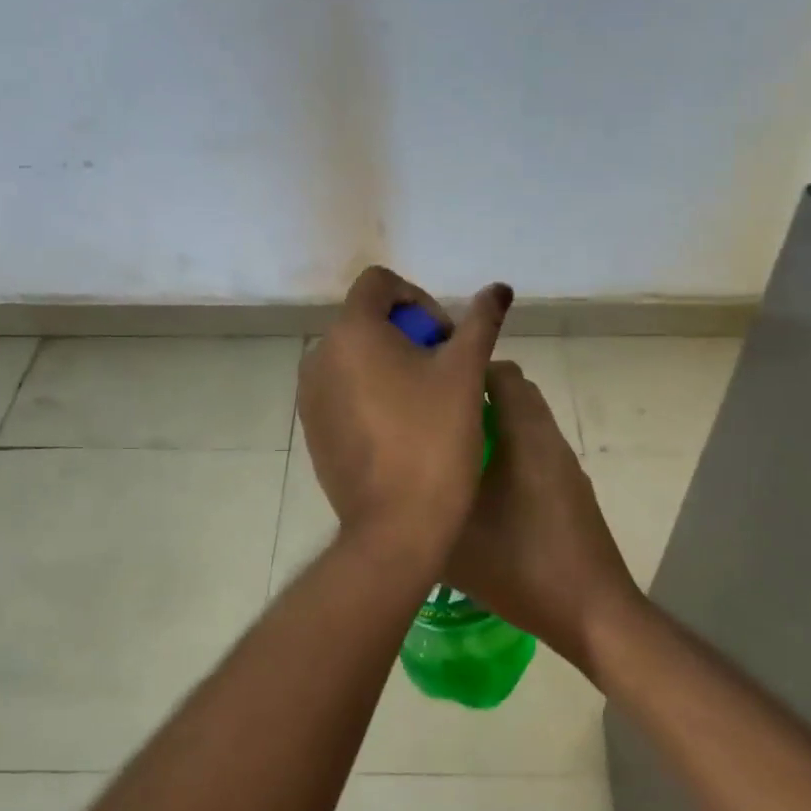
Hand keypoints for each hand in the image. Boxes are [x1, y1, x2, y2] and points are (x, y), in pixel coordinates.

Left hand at [298, 266, 511, 554]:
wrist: (397, 527)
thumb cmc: (435, 440)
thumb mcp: (466, 373)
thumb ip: (481, 322)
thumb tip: (500, 288)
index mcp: (351, 332)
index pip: (379, 283)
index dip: (419, 299)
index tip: (445, 338)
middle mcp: (319, 356)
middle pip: (367, 320)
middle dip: (408, 335)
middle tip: (444, 373)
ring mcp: (310, 396)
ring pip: (355, 357)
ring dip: (390, 364)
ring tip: (425, 403)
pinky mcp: (312, 429)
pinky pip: (343, 391)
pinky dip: (370, 393)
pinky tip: (401, 430)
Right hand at [442, 362, 644, 672]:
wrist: (591, 614)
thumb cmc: (522, 566)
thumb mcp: (455, 539)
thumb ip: (421, 505)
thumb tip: (392, 483)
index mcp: (526, 436)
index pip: (501, 373)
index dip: (464, 371)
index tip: (429, 387)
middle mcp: (549, 441)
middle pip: (514, 395)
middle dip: (474, 398)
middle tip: (433, 418)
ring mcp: (563, 468)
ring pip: (524, 426)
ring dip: (490, 428)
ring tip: (448, 453)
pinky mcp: (569, 493)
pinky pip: (533, 453)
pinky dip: (507, 453)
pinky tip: (478, 490)